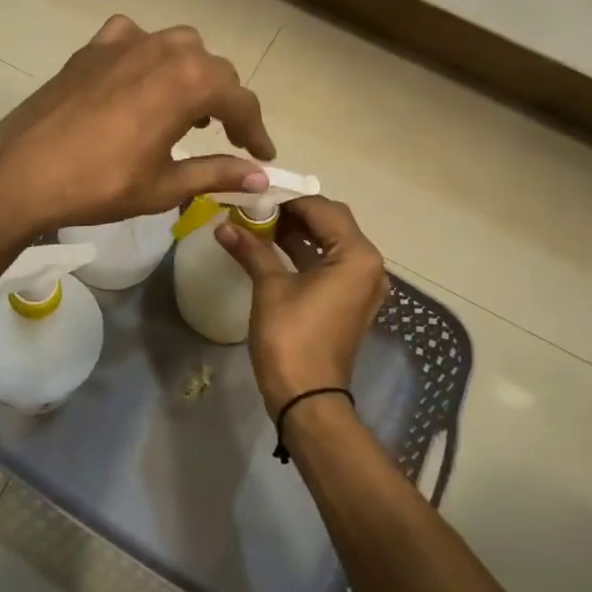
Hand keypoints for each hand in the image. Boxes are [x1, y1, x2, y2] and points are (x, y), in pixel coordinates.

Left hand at [0, 16, 275, 236]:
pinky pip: (135, 40)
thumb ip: (218, 173)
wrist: (22, 170)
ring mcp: (126, 41)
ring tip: (187, 112)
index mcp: (190, 81)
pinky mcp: (94, 46)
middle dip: (227, 103)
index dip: (256, 130)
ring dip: (192, 76)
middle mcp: (165, 48)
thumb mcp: (166, 185)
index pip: (240, 101)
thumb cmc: (100, 183)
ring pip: (178, 48)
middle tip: (230, 137)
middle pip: (213, 70)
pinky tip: (139, 82)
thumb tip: (261, 176)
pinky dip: (149, 58)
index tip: (264, 154)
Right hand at [215, 197, 389, 419]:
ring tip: (259, 224)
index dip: (288, 199)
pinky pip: (329, 265)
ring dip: (298, 233)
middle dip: (294, 213)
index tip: (256, 193)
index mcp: (357, 255)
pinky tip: (272, 249)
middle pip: (331, 223)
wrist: (307, 398)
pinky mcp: (349, 302)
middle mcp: (368, 265)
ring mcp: (361, 286)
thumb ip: (251, 249)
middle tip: (257, 208)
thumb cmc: (292, 338)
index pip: (323, 209)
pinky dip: (305, 254)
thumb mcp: (270, 287)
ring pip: (330, 243)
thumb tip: (223, 225)